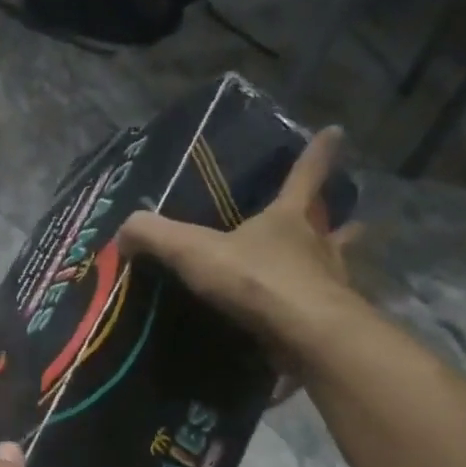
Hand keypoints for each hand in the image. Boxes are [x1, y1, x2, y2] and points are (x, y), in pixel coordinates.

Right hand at [117, 125, 364, 373]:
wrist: (305, 335)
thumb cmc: (256, 280)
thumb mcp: (194, 251)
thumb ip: (156, 236)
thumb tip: (124, 230)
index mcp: (288, 219)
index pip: (304, 176)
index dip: (318, 153)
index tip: (336, 131)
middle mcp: (317, 246)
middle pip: (330, 224)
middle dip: (335, 220)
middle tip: (342, 219)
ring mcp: (329, 284)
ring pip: (336, 266)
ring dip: (333, 264)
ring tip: (327, 268)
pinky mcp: (329, 322)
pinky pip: (320, 310)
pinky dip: (313, 311)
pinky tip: (299, 322)